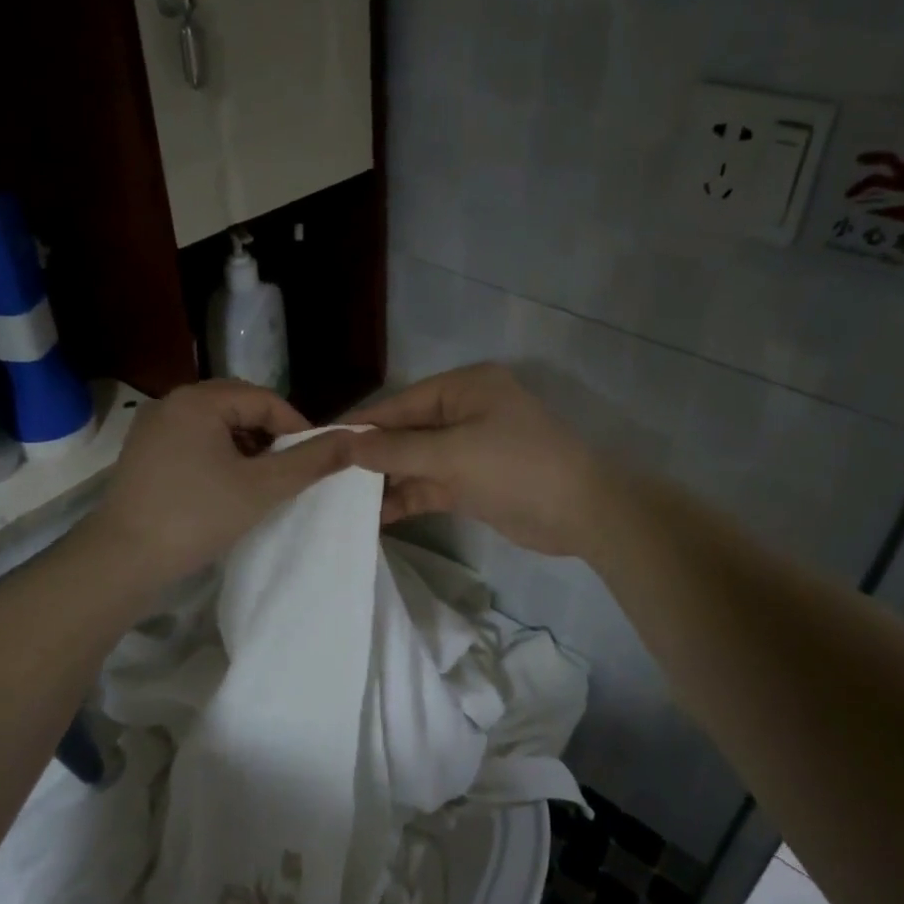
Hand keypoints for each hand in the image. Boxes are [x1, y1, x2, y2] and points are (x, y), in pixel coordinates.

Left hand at [90, 381, 352, 594]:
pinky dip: (219, 457)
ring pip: (217, 426)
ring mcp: (153, 428)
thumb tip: (355, 438)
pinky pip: (195, 441)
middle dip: (270, 437)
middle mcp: (172, 403)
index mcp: (199, 400)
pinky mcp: (143, 453)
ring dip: (246, 448)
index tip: (314, 462)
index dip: (297, 428)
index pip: (265, 399)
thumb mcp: (263, 488)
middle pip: (240, 407)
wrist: (122, 560)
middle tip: (289, 472)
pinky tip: (227, 487)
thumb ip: (311, 461)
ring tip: (261, 482)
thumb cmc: (197, 516)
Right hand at [345, 364, 605, 555]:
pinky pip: (430, 485)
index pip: (402, 402)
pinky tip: (375, 515)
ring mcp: (469, 449)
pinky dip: (407, 498)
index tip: (322, 443)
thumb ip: (398, 451)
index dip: (363, 424)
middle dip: (372, 456)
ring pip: (416, 462)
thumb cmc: (517, 467)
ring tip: (342, 501)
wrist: (581, 513)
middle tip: (326, 478)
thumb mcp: (453, 454)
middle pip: (407, 432)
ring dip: (386, 481)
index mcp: (465, 388)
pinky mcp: (472, 483)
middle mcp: (465, 412)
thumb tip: (348, 447)